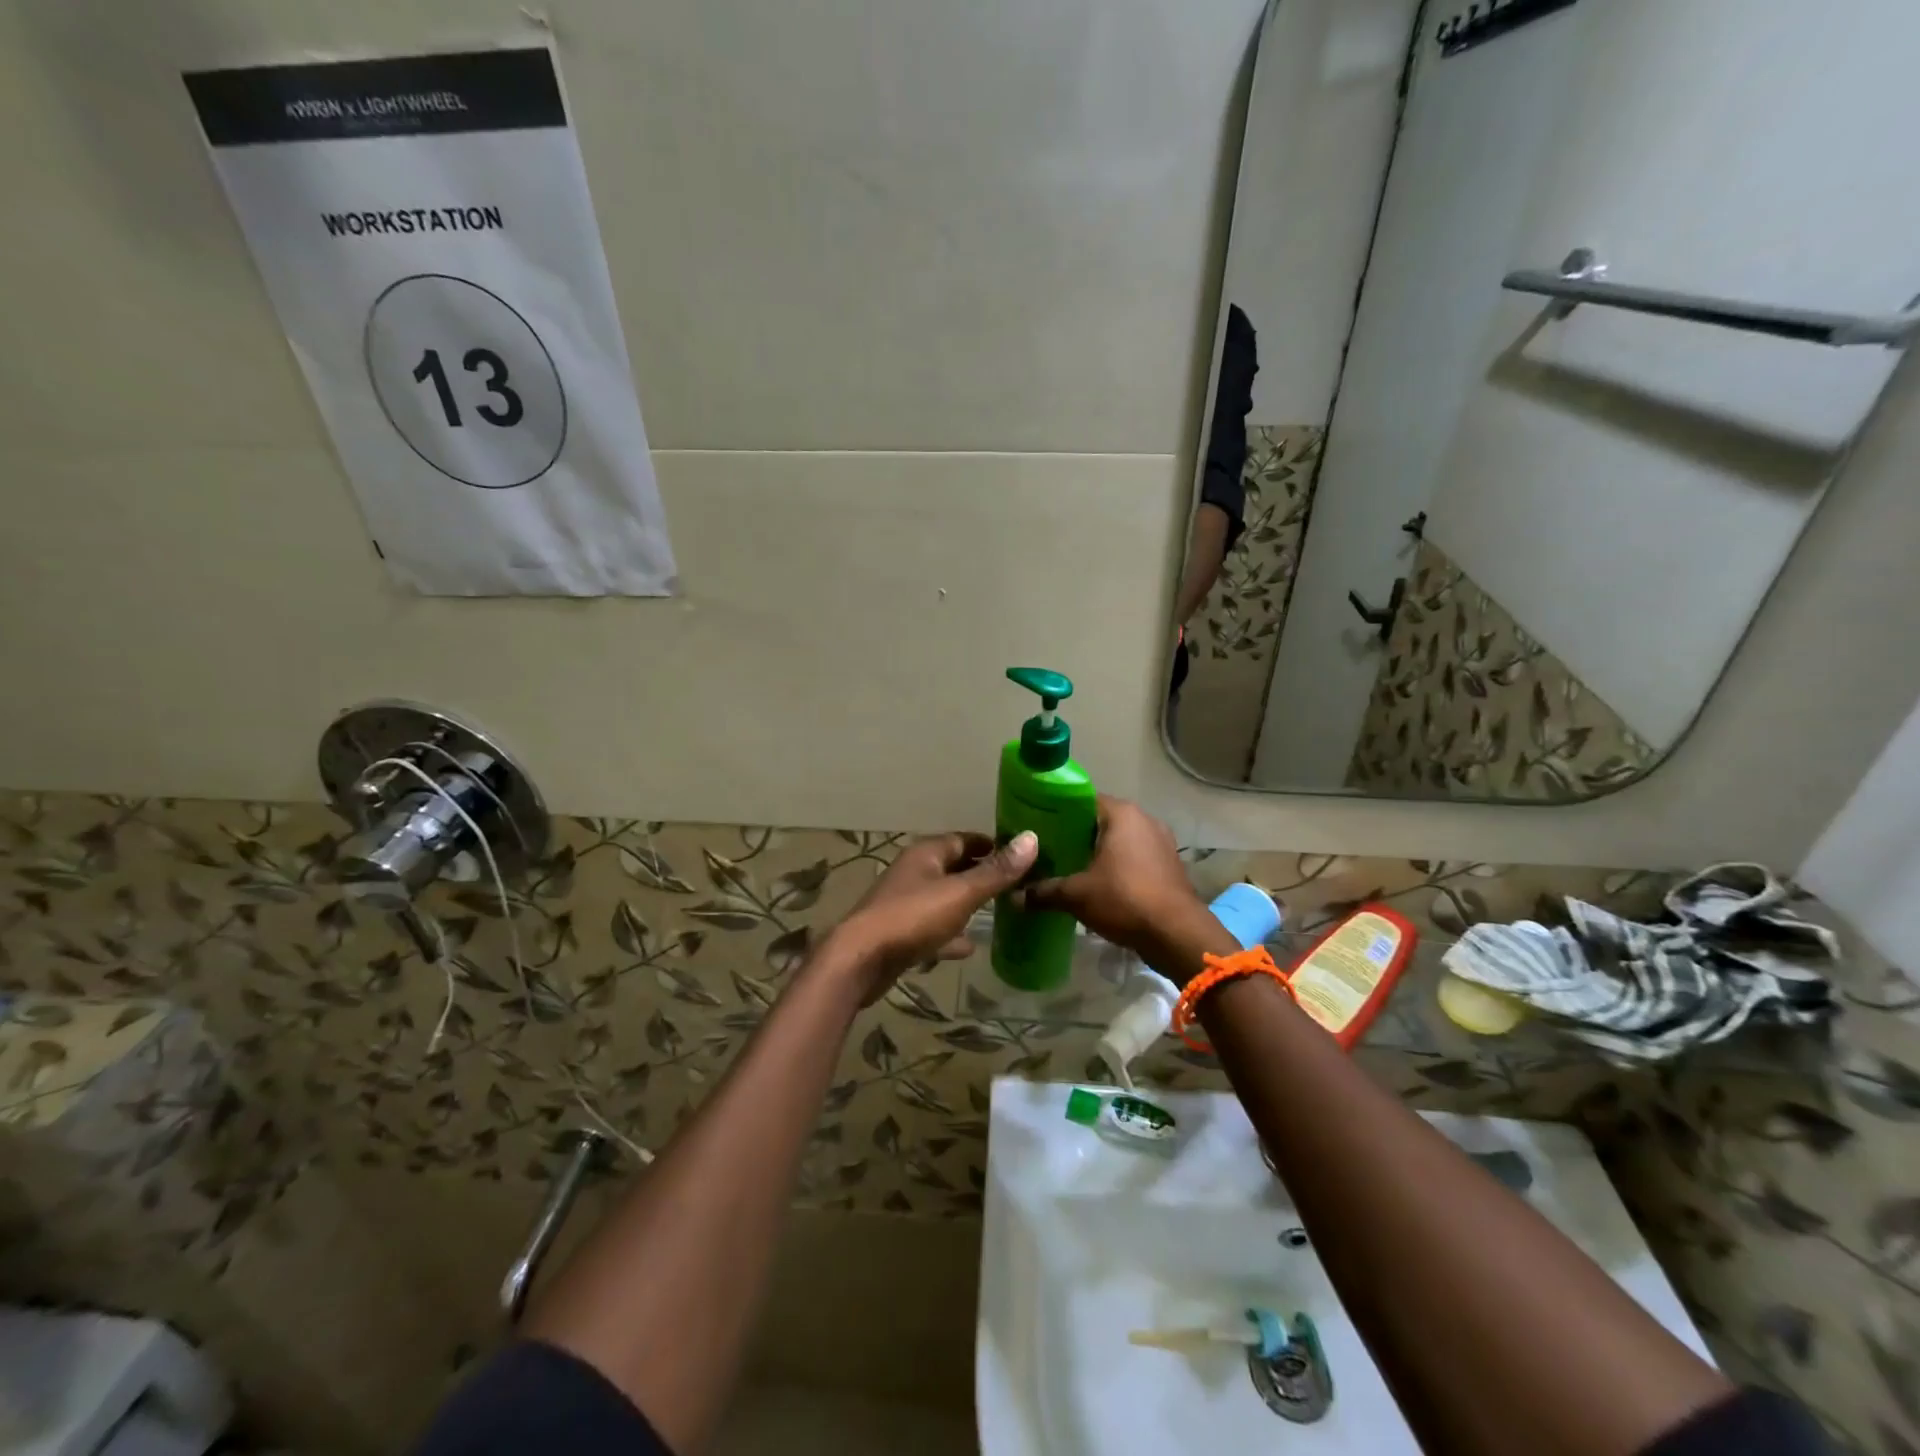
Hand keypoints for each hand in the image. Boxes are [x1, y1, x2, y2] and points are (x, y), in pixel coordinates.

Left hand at [827, 831, 1037, 1002]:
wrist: (861, 961)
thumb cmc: (912, 918)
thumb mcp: (961, 893)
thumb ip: (996, 871)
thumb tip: (1031, 838)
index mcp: (926, 854)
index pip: (964, 839)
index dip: (992, 845)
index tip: (1022, 854)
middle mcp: (914, 872)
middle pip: (954, 867)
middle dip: (982, 874)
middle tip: (1017, 884)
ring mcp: (904, 903)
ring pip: (943, 898)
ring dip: (967, 904)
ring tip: (1000, 912)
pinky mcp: (900, 933)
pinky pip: (932, 928)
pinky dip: (950, 934)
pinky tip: (969, 947)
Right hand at [1021, 796, 1220, 979]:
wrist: (1176, 934)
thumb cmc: (1124, 900)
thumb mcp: (1076, 895)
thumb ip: (1044, 891)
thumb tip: (1014, 895)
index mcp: (1122, 814)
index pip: (1082, 800)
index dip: (1058, 811)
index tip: (1038, 827)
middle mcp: (1144, 819)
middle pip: (1101, 820)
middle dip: (1076, 834)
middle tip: (1049, 850)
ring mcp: (1161, 841)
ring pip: (1119, 839)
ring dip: (1098, 852)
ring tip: (1070, 867)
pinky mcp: (1169, 864)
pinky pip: (1135, 856)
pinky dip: (1117, 865)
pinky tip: (1098, 883)